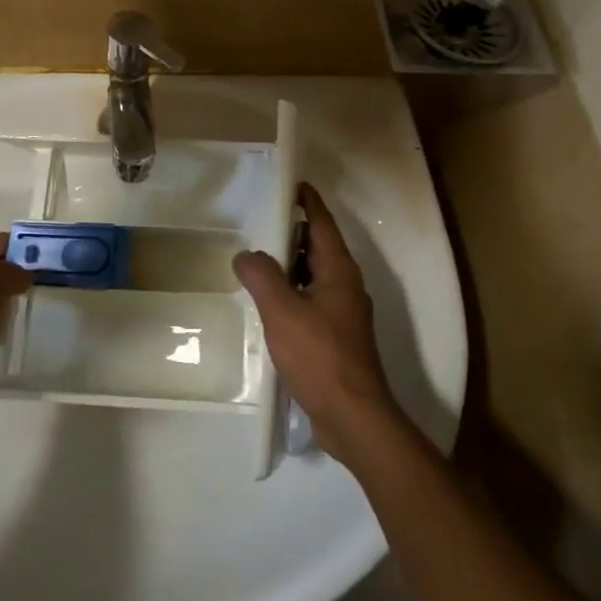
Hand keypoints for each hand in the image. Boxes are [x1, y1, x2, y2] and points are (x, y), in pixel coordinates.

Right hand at [234, 184, 402, 466]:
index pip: (322, 223)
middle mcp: (346, 285)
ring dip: (290, 266)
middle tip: (261, 223)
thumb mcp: (282, 310)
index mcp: (339, 270)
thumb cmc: (320, 355)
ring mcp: (344, 313)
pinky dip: (293, 294)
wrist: (353, 416)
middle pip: (318, 247)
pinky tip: (271, 307)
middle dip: (293, 233)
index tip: (291, 184)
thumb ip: (261, 276)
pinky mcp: (338, 338)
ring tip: (258, 263)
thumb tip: (246, 254)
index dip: (307, 201)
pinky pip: (313, 301)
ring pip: (315, 276)